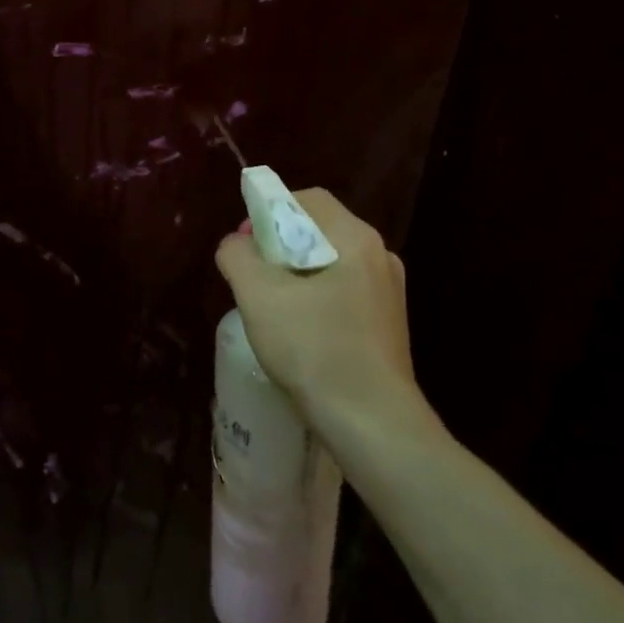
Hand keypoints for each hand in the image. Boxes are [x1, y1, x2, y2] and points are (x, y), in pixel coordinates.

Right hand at [213, 188, 442, 446]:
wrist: (372, 423)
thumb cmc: (314, 349)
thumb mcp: (259, 296)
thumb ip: (237, 256)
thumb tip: (235, 244)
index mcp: (356, 238)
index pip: (308, 199)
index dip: (269, 211)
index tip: (247, 245)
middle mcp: (380, 257)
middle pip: (319, 231)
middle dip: (279, 247)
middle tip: (253, 279)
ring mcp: (388, 293)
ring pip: (330, 265)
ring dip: (296, 276)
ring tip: (271, 309)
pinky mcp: (387, 325)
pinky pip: (343, 294)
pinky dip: (316, 300)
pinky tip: (299, 334)